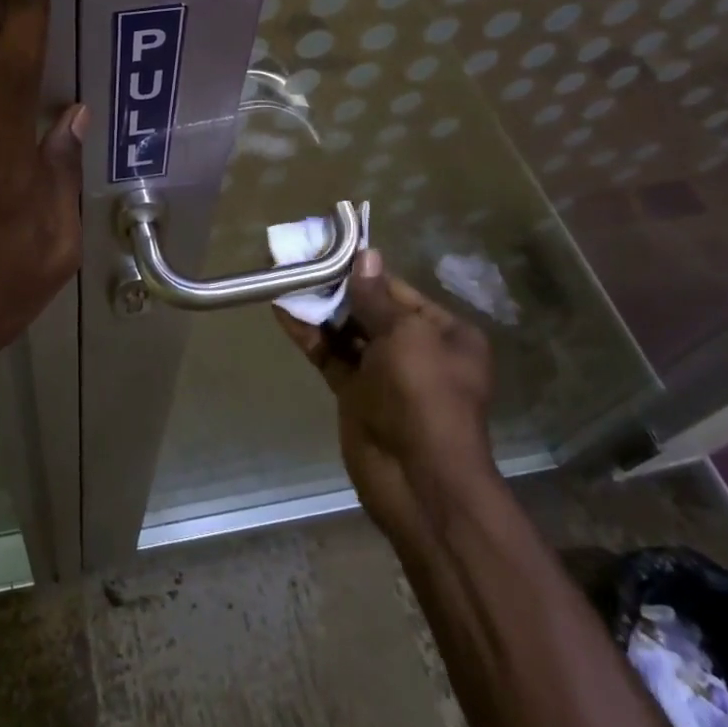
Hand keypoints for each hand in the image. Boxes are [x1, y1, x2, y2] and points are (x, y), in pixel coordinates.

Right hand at [277, 249, 498, 547]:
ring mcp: (384, 374)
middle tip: (300, 260)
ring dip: (319, 308)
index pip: (398, 290)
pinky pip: (331, 356)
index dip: (364, 271)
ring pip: (346, 332)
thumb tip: (365, 256)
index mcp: (444, 334)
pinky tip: (284, 311)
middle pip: (370, 309)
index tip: (329, 247)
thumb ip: (376, 297)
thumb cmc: (423, 395)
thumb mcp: (405, 336)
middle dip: (337, 288)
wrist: (417, 479)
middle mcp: (416, 350)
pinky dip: (310, 335)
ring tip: (286, 277)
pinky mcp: (356, 394)